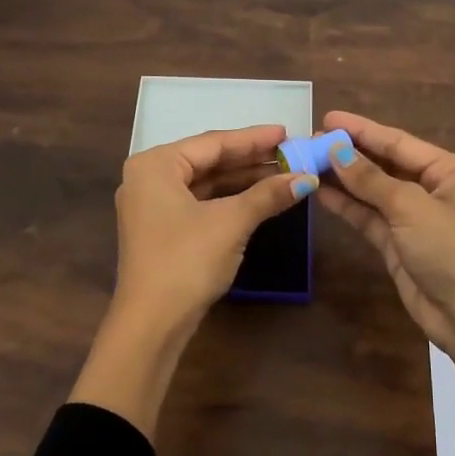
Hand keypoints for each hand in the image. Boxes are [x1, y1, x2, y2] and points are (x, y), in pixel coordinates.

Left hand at [112, 124, 316, 333]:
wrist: (152, 322)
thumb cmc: (187, 260)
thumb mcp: (231, 222)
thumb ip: (268, 195)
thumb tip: (306, 178)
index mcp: (155, 165)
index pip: (213, 142)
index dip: (254, 139)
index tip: (288, 133)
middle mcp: (148, 179)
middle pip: (207, 161)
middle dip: (250, 159)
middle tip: (290, 154)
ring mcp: (152, 206)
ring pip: (204, 184)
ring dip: (242, 180)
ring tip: (282, 175)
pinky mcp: (161, 231)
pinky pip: (199, 203)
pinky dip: (228, 200)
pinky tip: (258, 199)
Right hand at [313, 111, 454, 355]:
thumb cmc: (450, 249)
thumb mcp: (411, 206)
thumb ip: (371, 179)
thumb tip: (336, 151)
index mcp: (449, 170)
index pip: (398, 142)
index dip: (362, 130)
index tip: (327, 119)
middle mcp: (432, 189)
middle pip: (384, 164)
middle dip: (349, 153)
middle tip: (309, 142)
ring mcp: (413, 218)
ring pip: (372, 192)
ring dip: (343, 179)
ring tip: (307, 163)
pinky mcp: (397, 244)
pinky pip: (368, 217)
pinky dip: (346, 205)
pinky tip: (320, 192)